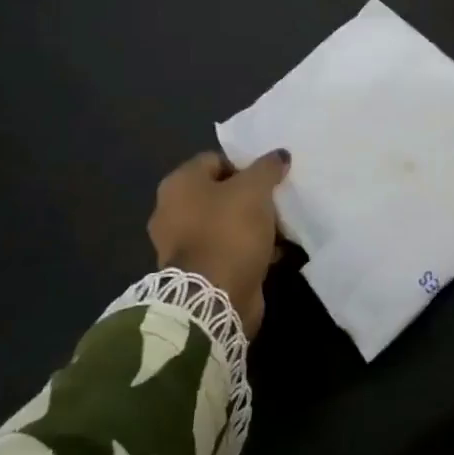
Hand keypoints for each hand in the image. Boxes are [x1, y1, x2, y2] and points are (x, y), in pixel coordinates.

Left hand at [147, 149, 290, 334]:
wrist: (213, 299)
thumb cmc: (229, 232)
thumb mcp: (255, 190)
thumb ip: (268, 168)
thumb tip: (280, 155)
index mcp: (179, 184)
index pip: (215, 160)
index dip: (245, 165)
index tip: (269, 177)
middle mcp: (172, 210)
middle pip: (220, 193)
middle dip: (250, 197)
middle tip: (276, 202)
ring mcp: (181, 244)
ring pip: (225, 223)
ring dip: (252, 225)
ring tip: (281, 228)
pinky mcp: (196, 271)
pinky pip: (227, 250)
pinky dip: (248, 249)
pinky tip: (273, 252)